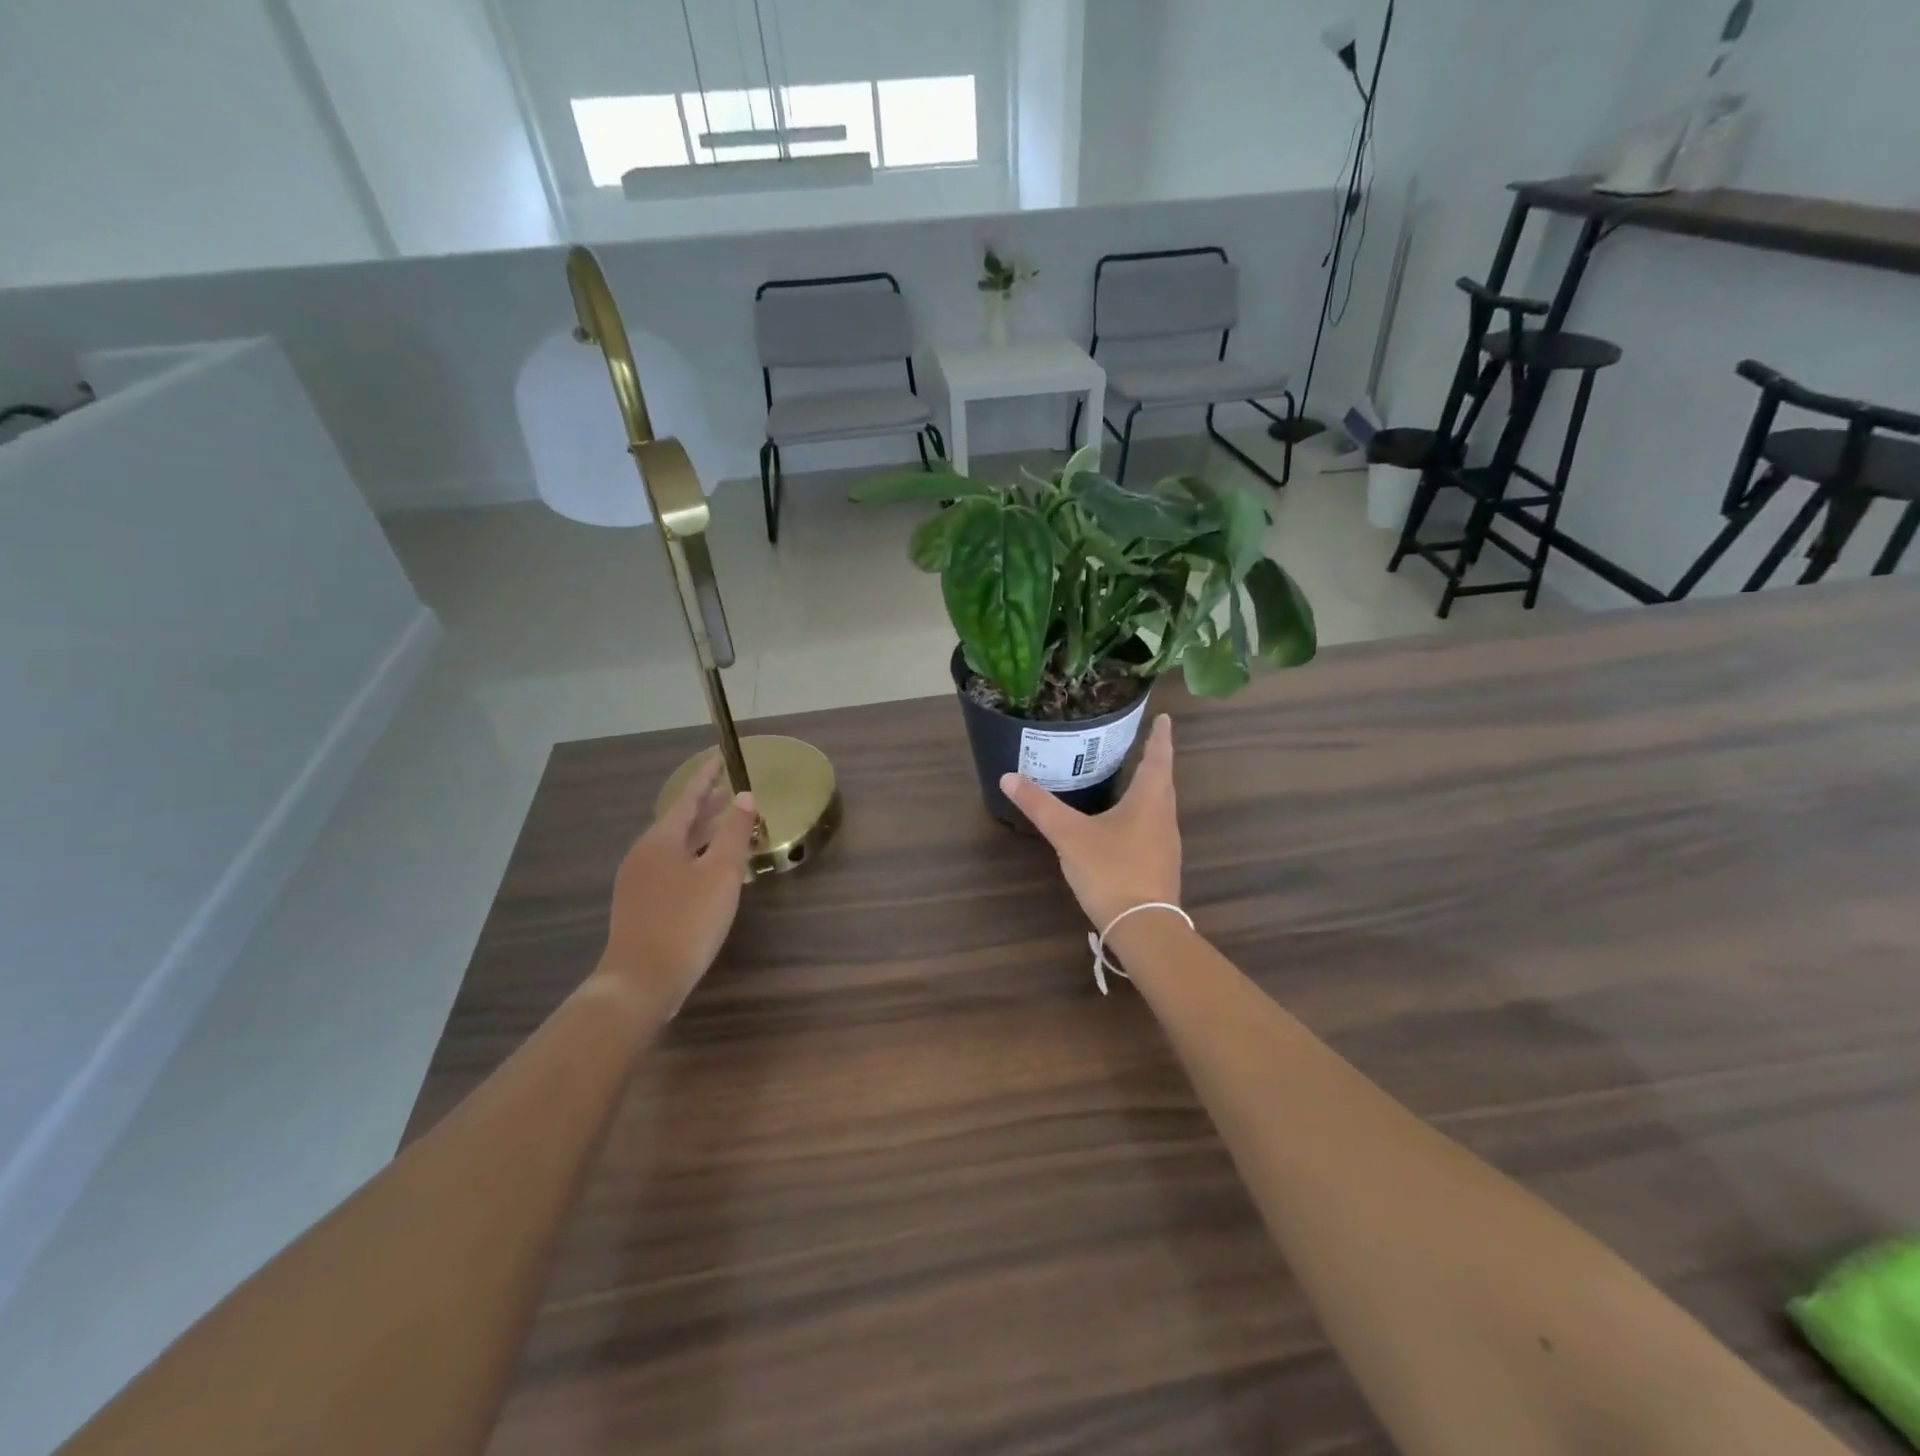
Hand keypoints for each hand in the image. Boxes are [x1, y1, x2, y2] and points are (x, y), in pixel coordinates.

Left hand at [598, 759, 756, 1010]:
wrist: (641, 981)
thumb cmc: (686, 921)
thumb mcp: (720, 874)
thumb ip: (734, 832)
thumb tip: (745, 797)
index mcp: (661, 840)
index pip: (687, 799)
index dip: (706, 779)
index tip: (720, 761)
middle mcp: (643, 854)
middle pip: (678, 821)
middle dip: (704, 806)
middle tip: (727, 791)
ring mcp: (637, 881)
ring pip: (674, 845)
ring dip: (699, 833)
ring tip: (722, 825)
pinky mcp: (639, 905)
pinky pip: (669, 866)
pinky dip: (691, 855)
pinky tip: (706, 868)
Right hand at [1000, 713, 1181, 931]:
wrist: (1143, 927)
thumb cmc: (1111, 870)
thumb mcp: (1069, 835)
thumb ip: (1040, 806)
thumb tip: (1008, 777)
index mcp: (1149, 800)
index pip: (1157, 757)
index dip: (1159, 736)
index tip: (1163, 717)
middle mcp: (1164, 817)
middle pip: (1161, 781)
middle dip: (1153, 760)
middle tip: (1140, 743)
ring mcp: (1166, 844)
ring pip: (1158, 807)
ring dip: (1148, 789)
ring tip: (1130, 779)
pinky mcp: (1160, 867)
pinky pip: (1152, 829)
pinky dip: (1140, 815)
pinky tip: (1122, 825)